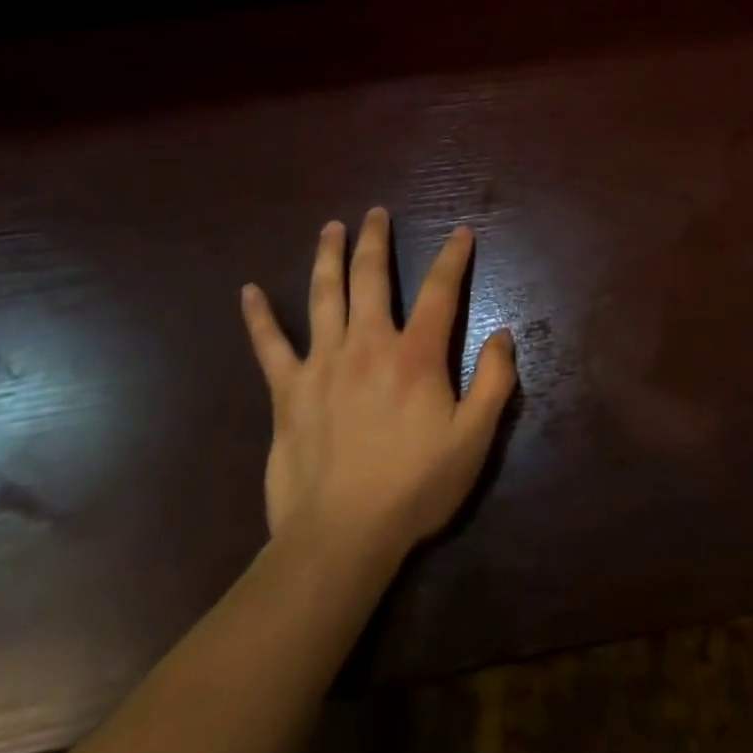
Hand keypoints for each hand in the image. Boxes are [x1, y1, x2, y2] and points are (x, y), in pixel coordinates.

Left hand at [240, 209, 517, 571]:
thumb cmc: (415, 487)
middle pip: (371, 277)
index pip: (439, 291)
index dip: (453, 257)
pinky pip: (270, 346)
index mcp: (416, 355)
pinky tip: (248, 291)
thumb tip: (503, 334)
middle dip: (376, 240)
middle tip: (376, 213)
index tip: (461, 232)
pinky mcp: (288, 391)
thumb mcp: (474, 440)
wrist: (340, 539)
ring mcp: (323, 363)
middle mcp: (368, 344)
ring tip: (331, 227)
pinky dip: (259, 317)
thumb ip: (495, 382)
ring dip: (328, 257)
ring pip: (324, 296)